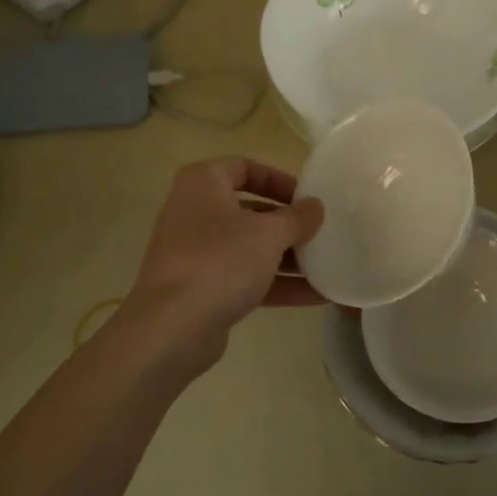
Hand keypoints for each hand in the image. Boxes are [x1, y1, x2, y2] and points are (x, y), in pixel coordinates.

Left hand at [122, 157, 324, 371]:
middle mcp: (194, 212)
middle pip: (248, 209)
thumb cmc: (220, 261)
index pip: (244, 167)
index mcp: (203, 184)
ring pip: (247, 247)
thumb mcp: (269, 234)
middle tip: (318, 232)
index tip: (306, 197)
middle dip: (286, 223)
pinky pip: (243, 277)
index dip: (278, 179)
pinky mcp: (200, 289)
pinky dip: (275, 283)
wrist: (171, 328)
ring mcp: (195, 253)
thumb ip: (297, 218)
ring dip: (286, 257)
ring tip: (325, 265)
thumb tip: (315, 206)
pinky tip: (314, 296)